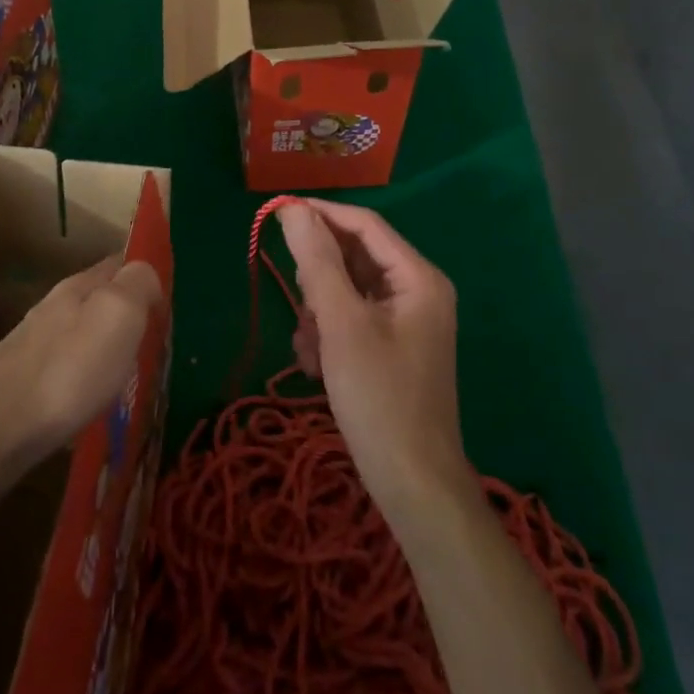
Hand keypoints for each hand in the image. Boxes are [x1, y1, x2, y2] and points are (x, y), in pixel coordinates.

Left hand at [0, 255, 163, 461]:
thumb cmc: (68, 369)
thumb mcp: (118, 315)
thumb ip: (137, 285)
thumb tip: (147, 273)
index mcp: (79, 286)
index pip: (119, 263)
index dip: (145, 274)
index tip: (169, 299)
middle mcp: (53, 308)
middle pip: (98, 299)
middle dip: (125, 312)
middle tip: (155, 339)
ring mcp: (33, 346)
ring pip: (80, 334)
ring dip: (104, 346)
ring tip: (129, 373)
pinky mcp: (20, 385)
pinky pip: (65, 368)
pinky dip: (85, 377)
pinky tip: (91, 400)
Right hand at [279, 200, 472, 525]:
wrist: (412, 484)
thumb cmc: (379, 397)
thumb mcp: (341, 324)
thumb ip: (317, 261)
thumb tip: (292, 209)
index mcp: (417, 276)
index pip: (364, 223)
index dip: (320, 213)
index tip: (275, 213)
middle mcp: (416, 290)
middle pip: (354, 258)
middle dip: (319, 280)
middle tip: (301, 308)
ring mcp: (405, 321)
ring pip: (346, 291)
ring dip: (319, 313)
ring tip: (312, 350)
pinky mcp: (391, 347)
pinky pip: (351, 319)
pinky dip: (329, 335)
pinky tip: (318, 366)